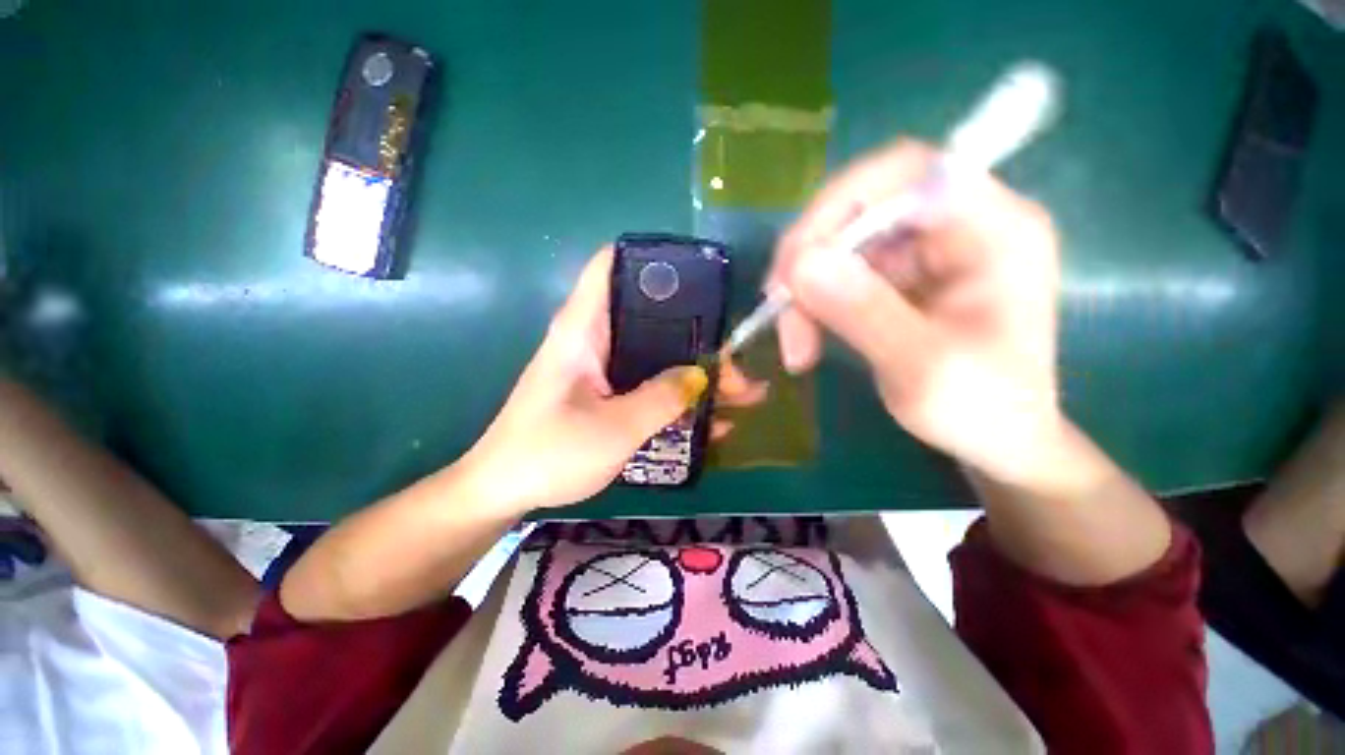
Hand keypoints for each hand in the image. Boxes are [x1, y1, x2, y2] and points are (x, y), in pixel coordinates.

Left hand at [462, 247, 765, 513]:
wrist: (504, 491)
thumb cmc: (550, 453)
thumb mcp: (614, 428)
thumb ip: (661, 399)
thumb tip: (701, 375)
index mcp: (583, 330)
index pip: (610, 266)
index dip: (651, 259)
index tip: (699, 274)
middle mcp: (593, 340)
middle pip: (651, 317)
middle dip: (696, 334)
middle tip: (733, 360)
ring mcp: (601, 369)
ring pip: (656, 355)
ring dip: (694, 373)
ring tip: (739, 394)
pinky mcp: (605, 393)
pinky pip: (649, 385)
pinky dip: (677, 397)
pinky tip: (711, 422)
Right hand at [769, 139, 1062, 482]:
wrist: (996, 442)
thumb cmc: (981, 412)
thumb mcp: (923, 369)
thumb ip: (865, 313)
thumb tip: (799, 265)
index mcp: (993, 228)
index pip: (907, 171)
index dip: (841, 203)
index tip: (795, 263)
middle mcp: (957, 225)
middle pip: (861, 207)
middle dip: (809, 259)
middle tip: (777, 307)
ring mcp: (924, 251)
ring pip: (839, 245)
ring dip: (804, 290)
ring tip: (794, 344)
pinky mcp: (899, 278)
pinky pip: (838, 273)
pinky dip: (811, 303)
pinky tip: (805, 337)